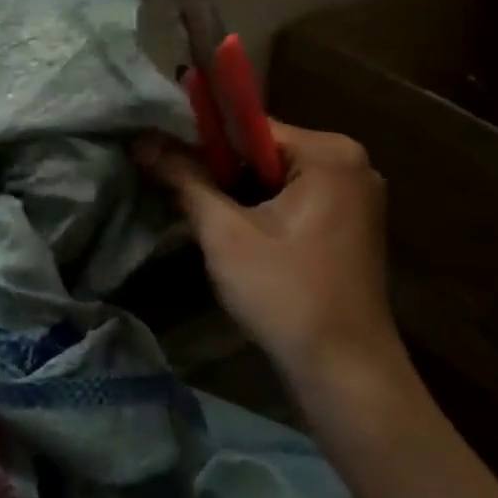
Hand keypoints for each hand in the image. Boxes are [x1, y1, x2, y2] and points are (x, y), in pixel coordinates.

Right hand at [139, 120, 409, 394]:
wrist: (344, 371)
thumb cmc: (285, 293)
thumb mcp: (224, 233)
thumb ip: (184, 179)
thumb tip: (142, 141)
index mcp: (330, 153)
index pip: (249, 127)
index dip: (200, 141)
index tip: (161, 156)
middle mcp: (351, 164)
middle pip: (263, 152)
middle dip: (220, 173)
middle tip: (176, 192)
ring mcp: (355, 196)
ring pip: (275, 179)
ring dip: (237, 196)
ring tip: (199, 216)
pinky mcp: (350, 226)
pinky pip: (294, 201)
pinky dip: (261, 212)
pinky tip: (234, 237)